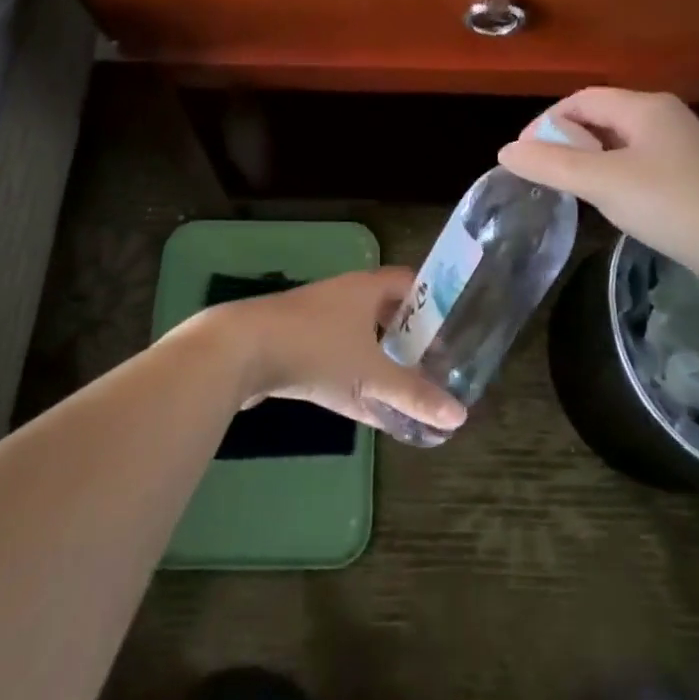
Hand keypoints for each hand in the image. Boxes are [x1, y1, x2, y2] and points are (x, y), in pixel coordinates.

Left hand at [202, 269, 467, 435]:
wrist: (239, 351)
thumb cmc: (315, 351)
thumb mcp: (369, 376)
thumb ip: (413, 396)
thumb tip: (459, 417)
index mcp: (366, 287)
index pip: (409, 282)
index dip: (431, 302)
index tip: (448, 331)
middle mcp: (342, 292)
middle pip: (384, 305)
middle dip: (405, 332)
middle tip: (428, 361)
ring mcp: (313, 313)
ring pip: (356, 328)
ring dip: (376, 351)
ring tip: (396, 380)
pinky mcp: (290, 336)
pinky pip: (332, 347)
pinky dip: (349, 366)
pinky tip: (354, 395)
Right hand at [499, 89, 698, 286]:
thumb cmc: (669, 203)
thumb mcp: (602, 182)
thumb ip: (552, 165)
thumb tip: (506, 151)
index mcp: (644, 106)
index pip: (581, 99)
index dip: (547, 122)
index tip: (525, 155)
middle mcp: (663, 117)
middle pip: (601, 118)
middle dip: (567, 141)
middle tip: (545, 174)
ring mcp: (680, 148)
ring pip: (620, 144)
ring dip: (590, 160)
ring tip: (571, 190)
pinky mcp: (690, 177)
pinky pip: (639, 165)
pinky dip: (614, 176)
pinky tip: (611, 203)